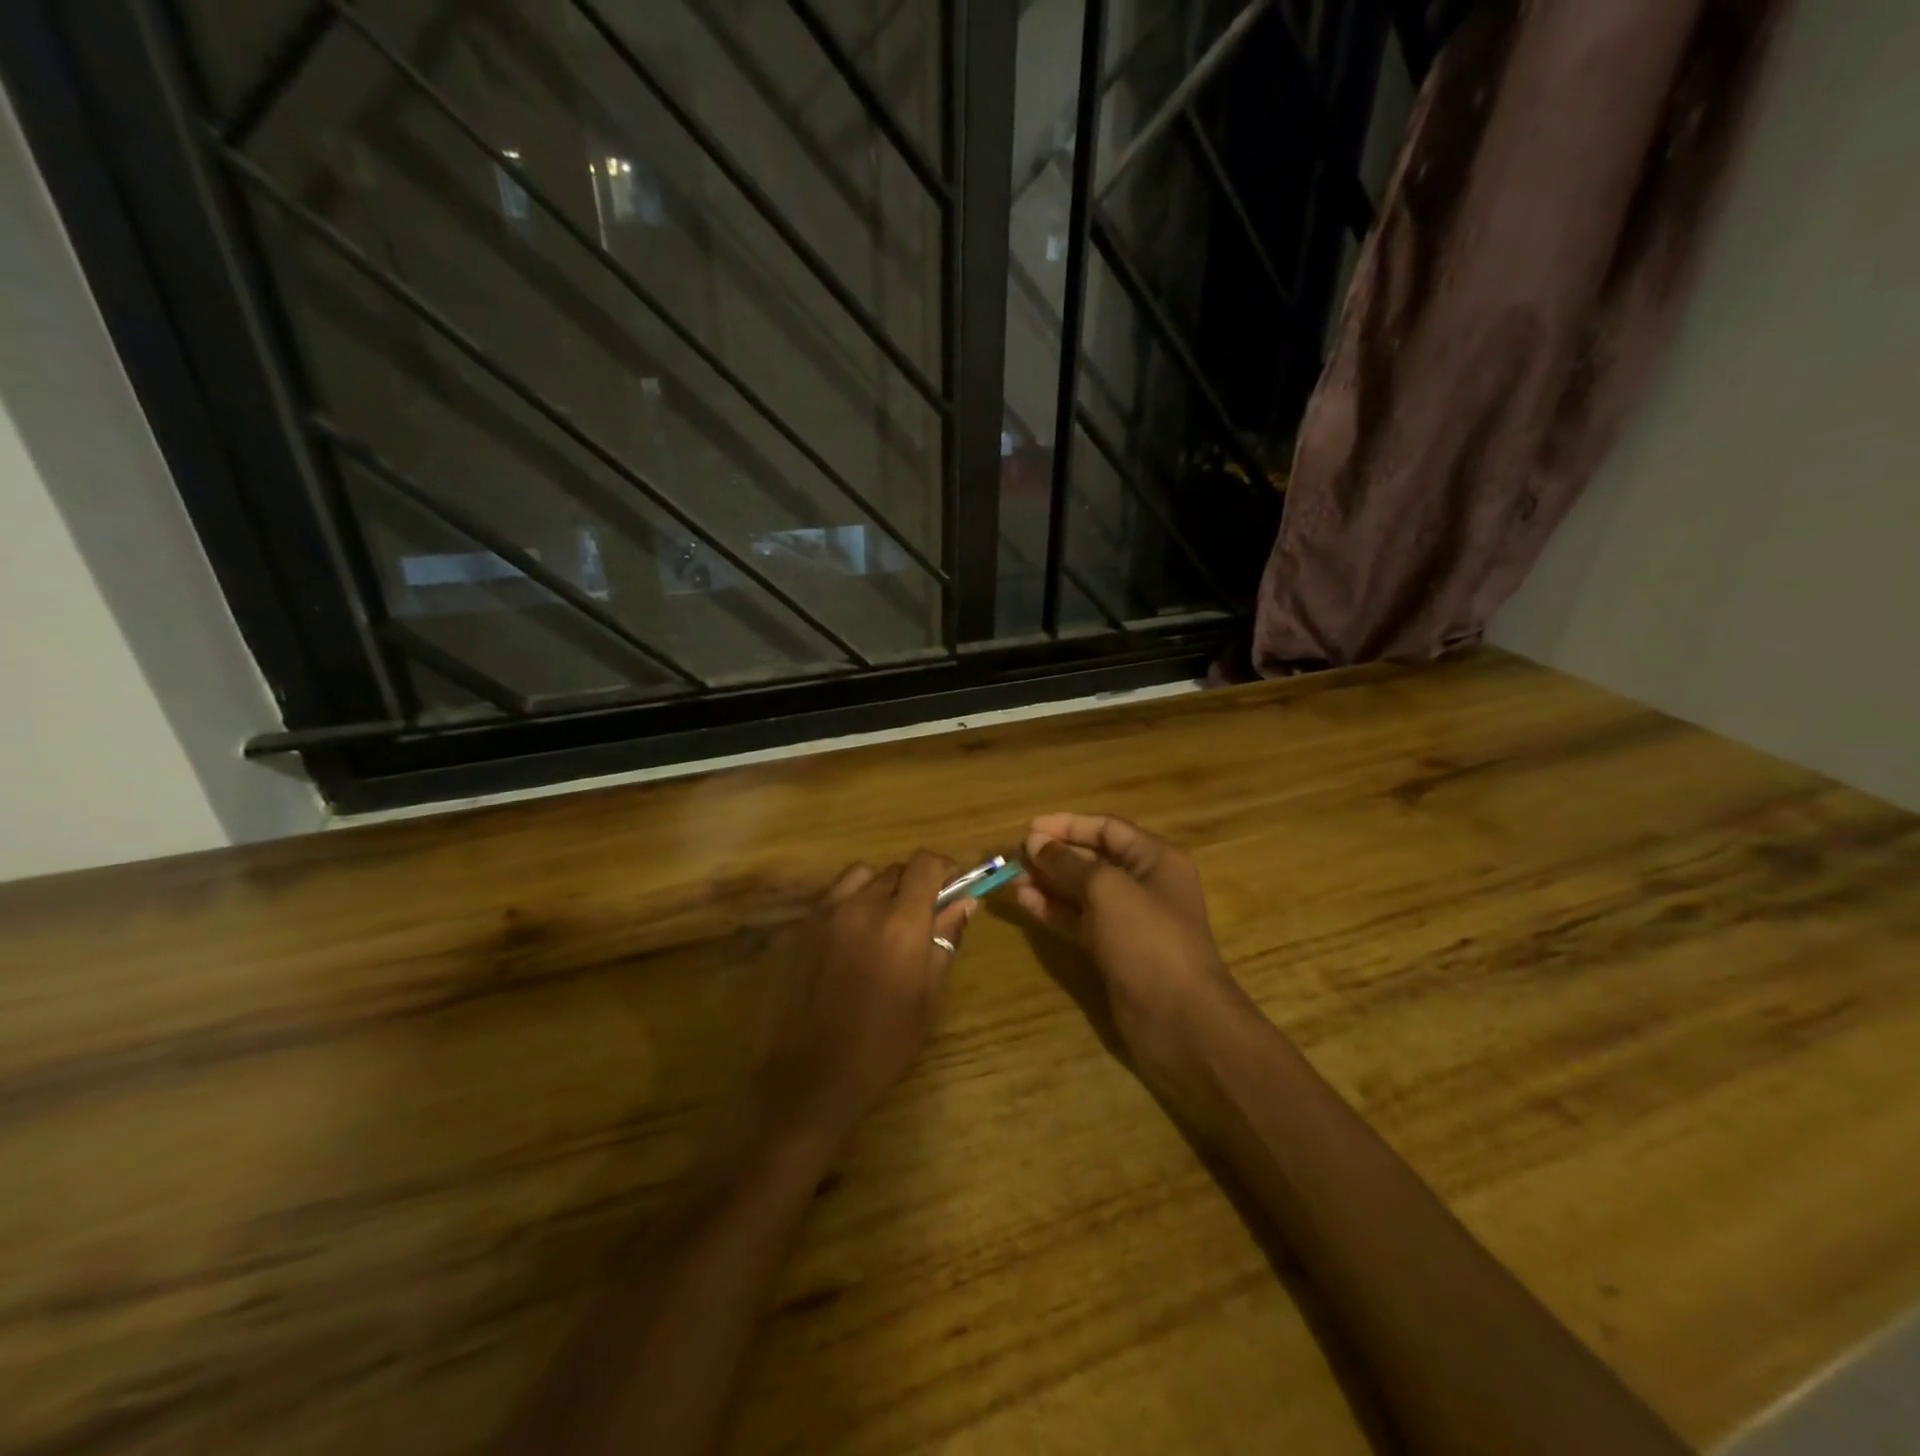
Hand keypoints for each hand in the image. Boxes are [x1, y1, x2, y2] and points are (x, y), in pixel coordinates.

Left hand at [758, 852, 974, 1141]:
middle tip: (923, 917)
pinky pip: (833, 896)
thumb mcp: (927, 997)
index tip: (953, 886)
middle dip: (915, 884)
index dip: (944, 869)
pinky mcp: (801, 927)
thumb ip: (945, 940)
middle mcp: (862, 906)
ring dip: (880, 888)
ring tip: (884, 922)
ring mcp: (826, 913)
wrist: (811, 1076)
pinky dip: (851, 902)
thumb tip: (964, 902)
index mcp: (901, 923)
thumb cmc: (883, 1044)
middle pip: (896, 869)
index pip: (926, 864)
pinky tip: (852, 937)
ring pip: (862, 876)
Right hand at [1016, 813, 1254, 1106]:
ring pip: (1081, 892)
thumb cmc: (1148, 940)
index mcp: (1155, 859)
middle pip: (1093, 859)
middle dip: (1054, 856)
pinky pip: (1078, 920)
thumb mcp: (1107, 891)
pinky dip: (1053, 910)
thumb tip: (1035, 841)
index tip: (1029, 830)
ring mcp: (1128, 920)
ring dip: (1047, 883)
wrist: (1179, 1019)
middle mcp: (1143, 884)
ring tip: (1010, 879)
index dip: (1068, 825)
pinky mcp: (1113, 950)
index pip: (1107, 828)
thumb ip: (1068, 864)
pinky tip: (1024, 902)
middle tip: (1014, 856)